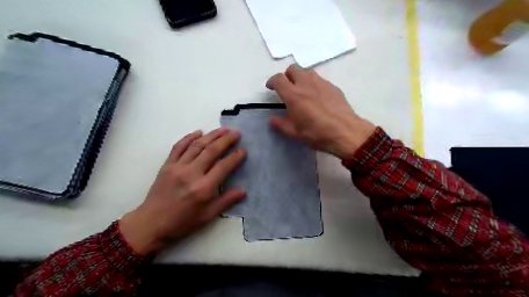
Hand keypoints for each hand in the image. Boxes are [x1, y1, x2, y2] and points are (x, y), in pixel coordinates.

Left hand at [119, 128, 244, 254]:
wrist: (151, 223)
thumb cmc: (182, 222)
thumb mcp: (207, 216)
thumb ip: (226, 201)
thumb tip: (244, 191)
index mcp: (203, 188)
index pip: (223, 167)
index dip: (235, 157)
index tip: (243, 150)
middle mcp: (191, 174)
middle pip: (211, 151)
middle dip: (226, 139)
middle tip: (236, 132)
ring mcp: (177, 167)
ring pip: (197, 145)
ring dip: (211, 135)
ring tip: (223, 129)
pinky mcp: (167, 165)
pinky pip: (179, 147)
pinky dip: (189, 137)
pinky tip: (199, 132)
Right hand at [269, 64, 374, 158]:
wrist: (345, 132)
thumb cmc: (316, 133)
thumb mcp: (293, 133)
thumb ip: (280, 124)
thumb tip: (272, 119)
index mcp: (293, 95)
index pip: (278, 79)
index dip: (272, 81)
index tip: (271, 87)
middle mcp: (306, 84)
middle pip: (293, 68)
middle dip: (287, 76)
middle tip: (287, 88)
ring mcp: (321, 83)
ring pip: (307, 72)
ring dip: (301, 78)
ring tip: (302, 91)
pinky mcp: (333, 86)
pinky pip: (320, 80)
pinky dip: (314, 84)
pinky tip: (317, 97)